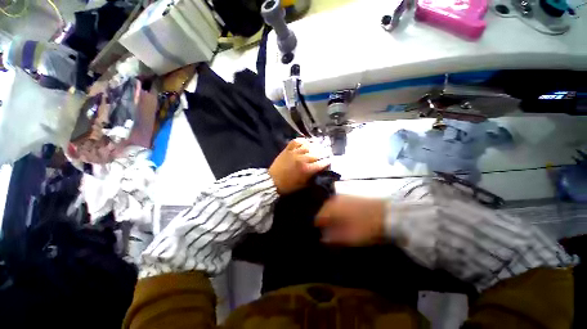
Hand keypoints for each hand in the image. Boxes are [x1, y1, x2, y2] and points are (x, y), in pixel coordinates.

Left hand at [269, 139, 330, 194]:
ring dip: (314, 146)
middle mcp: (302, 159)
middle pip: (316, 154)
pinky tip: (305, 142)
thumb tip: (319, 172)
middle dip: (323, 154)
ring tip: (317, 147)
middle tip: (325, 154)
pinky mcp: (287, 150)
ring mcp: (294, 153)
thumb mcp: (302, 185)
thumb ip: (312, 178)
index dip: (327, 162)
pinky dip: (301, 140)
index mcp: (306, 169)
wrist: (272, 181)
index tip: (329, 161)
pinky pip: (296, 142)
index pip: (321, 164)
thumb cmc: (288, 186)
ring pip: (307, 146)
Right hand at [315, 195, 385, 244]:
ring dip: (330, 215)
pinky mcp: (350, 196)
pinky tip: (342, 217)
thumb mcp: (351, 236)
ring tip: (334, 225)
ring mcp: (343, 197)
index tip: (319, 235)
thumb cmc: (367, 226)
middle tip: (327, 230)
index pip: (318, 217)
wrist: (388, 213)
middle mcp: (335, 199)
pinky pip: (338, 203)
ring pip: (331, 206)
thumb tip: (323, 238)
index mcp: (332, 208)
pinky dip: (337, 210)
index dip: (318, 227)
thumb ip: (334, 237)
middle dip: (324, 220)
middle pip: (323, 210)